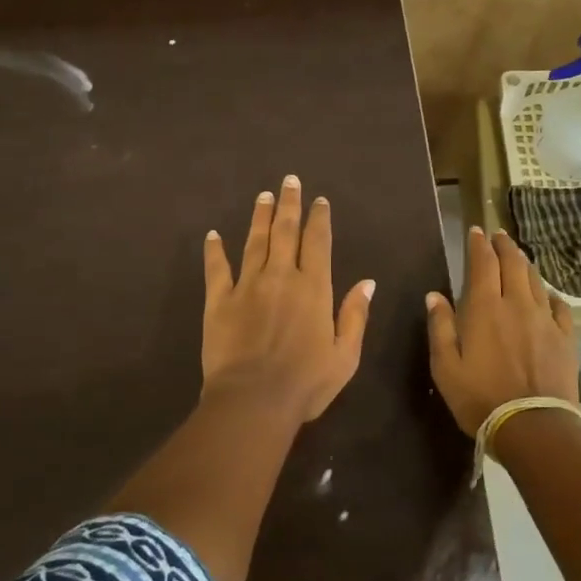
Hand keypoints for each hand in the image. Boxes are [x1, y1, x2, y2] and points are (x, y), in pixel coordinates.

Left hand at [202, 175, 375, 423]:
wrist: (253, 400)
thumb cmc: (306, 382)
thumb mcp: (345, 354)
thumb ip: (355, 315)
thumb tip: (367, 282)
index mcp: (313, 288)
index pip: (317, 243)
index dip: (319, 219)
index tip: (319, 200)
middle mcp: (280, 277)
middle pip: (285, 231)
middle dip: (289, 204)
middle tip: (289, 181)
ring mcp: (247, 286)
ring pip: (254, 242)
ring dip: (259, 217)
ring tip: (263, 195)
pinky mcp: (219, 301)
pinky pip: (216, 268)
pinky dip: (214, 250)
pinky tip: (213, 235)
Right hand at [426, 227, 578, 436]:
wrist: (533, 427)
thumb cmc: (480, 398)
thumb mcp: (445, 367)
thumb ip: (440, 327)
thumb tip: (435, 295)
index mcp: (485, 308)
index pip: (483, 263)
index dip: (478, 244)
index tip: (475, 231)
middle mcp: (517, 304)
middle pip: (513, 263)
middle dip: (504, 245)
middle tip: (498, 235)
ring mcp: (545, 320)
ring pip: (536, 280)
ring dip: (525, 264)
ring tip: (518, 256)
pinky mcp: (565, 338)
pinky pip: (559, 306)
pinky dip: (550, 294)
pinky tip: (547, 295)